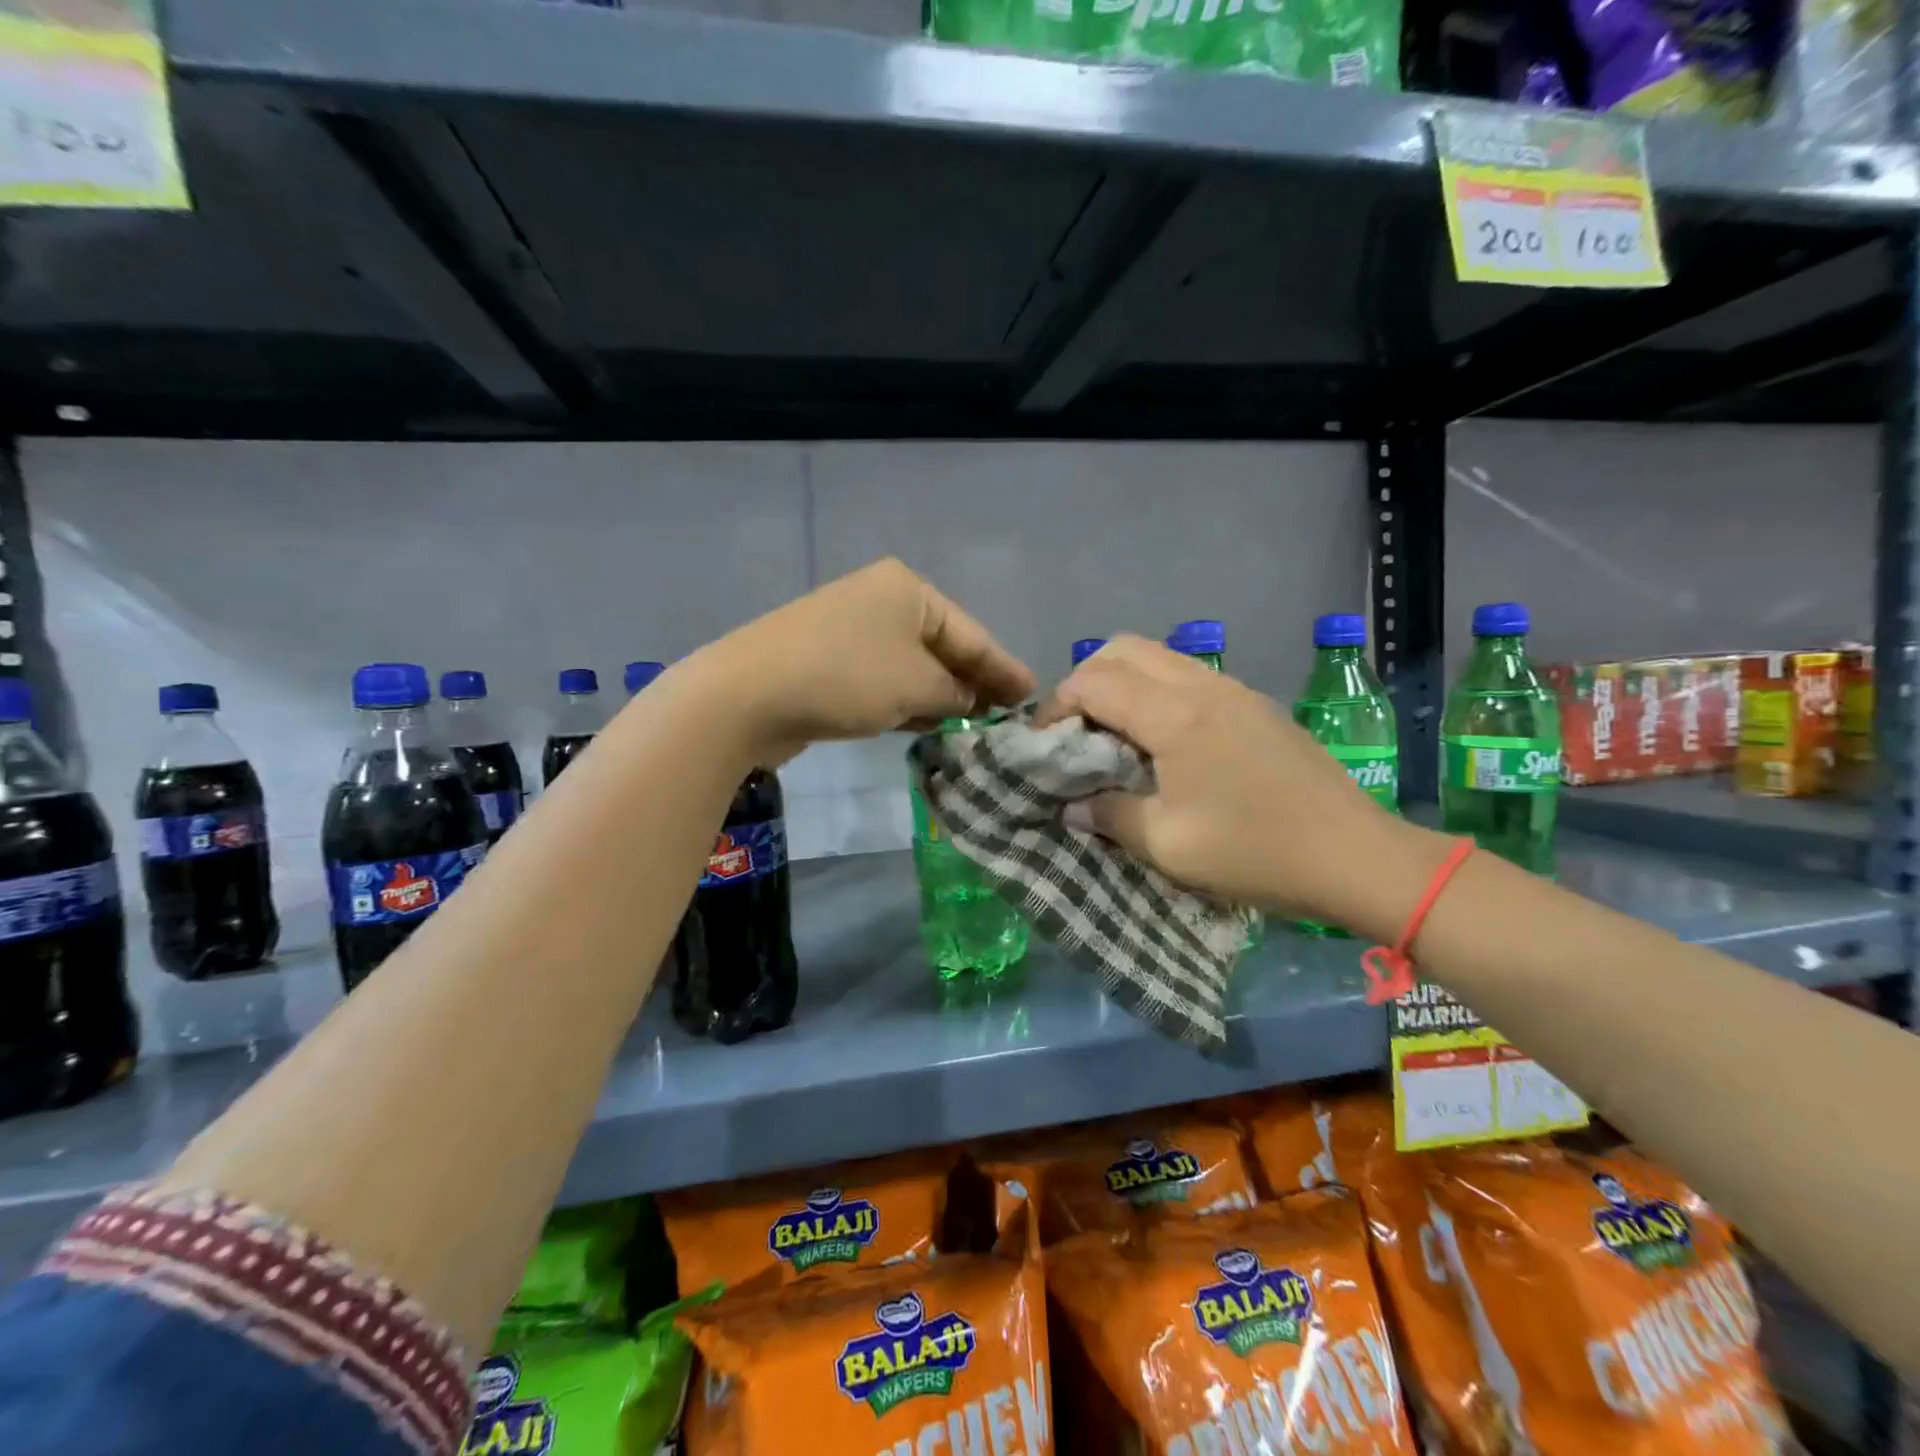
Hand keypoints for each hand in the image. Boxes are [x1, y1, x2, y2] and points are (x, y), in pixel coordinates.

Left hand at [698, 559, 1035, 763]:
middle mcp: (880, 601)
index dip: (1004, 667)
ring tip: (975, 724)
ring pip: (911, 666)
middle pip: (942, 646)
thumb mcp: (917, 685)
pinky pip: (883, 680)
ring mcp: (849, 630)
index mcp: (907, 590)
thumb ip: (955, 692)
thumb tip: (970, 699)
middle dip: (973, 682)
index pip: (971, 633)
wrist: (748, 695)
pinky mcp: (827, 661)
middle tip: (1006, 713)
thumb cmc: (847, 678)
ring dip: (940, 695)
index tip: (1032, 693)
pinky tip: (927, 724)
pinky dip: (906, 701)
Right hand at [1036, 635, 1450, 939]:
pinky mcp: (1254, 705)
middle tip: (1077, 732)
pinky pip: (1188, 676)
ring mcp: (1233, 690)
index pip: (1094, 682)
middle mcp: (1201, 686)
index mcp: (1174, 716)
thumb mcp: (1168, 845)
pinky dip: (1156, 693)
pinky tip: (1162, 743)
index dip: (1057, 707)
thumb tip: (1074, 806)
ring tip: (1114, 737)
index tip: (1045, 746)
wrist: (1355, 855)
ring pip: (1158, 657)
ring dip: (1123, 684)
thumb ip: (1111, 816)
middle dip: (1085, 681)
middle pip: (1123, 650)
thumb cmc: (1255, 852)